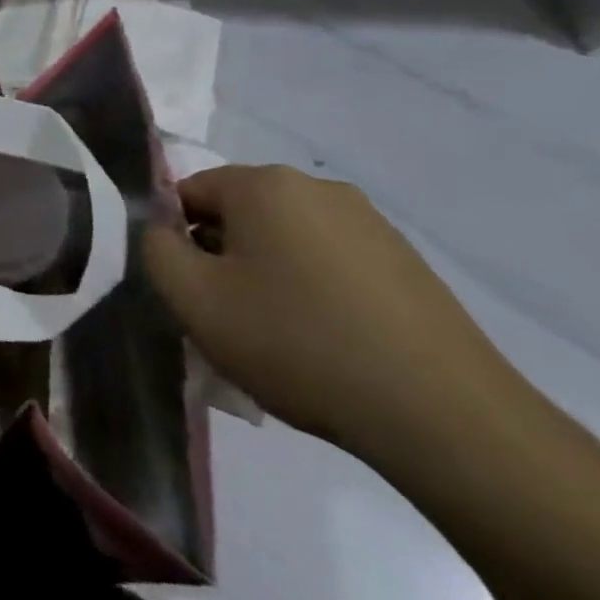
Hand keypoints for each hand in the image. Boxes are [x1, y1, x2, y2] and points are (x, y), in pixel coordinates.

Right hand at [142, 164, 514, 458]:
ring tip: (280, 339)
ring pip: (286, 239)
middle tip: (228, 318)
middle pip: (239, 213)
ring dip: (267, 276)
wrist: (443, 415)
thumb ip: (156, 250)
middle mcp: (317, 187)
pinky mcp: (407, 262)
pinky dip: (314, 291)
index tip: (191, 291)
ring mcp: (370, 223)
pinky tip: (328, 344)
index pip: (189, 192)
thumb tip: (164, 231)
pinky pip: (331, 262)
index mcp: (264, 184)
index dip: (176, 239)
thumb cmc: (297, 343)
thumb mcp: (194, 300)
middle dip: (222, 257)